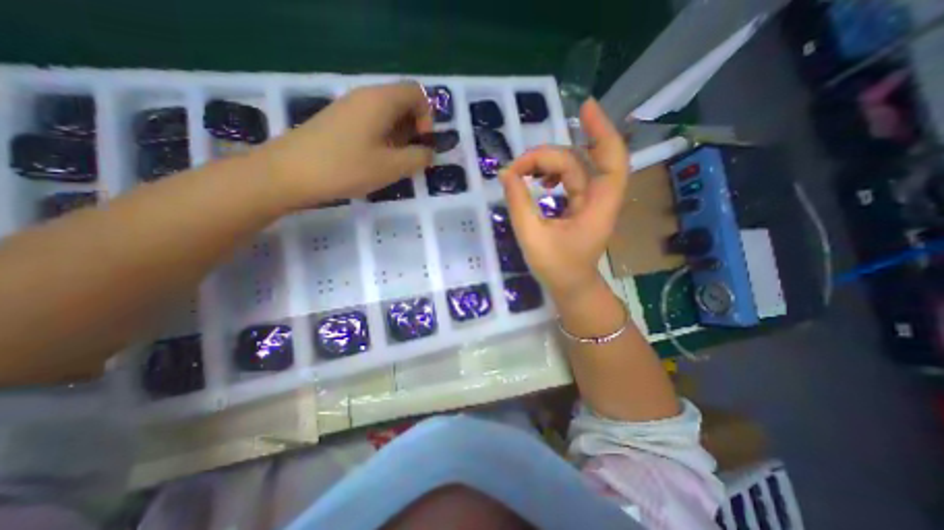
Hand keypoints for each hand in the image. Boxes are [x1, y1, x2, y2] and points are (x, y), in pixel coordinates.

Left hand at [257, 82, 434, 207]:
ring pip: (386, 115)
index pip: (417, 93)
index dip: (427, 118)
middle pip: (402, 103)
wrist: (289, 173)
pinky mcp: (339, 122)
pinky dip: (382, 140)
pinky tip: (375, 161)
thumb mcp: (392, 167)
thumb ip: (418, 158)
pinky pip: (371, 124)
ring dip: (399, 138)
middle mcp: (365, 97)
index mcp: (381, 100)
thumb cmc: (346, 167)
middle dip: (414, 130)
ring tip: (394, 164)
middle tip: (411, 158)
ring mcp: (349, 108)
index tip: (422, 144)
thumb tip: (429, 153)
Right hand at [498, 98, 629, 296]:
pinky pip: (570, 178)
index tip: (582, 108)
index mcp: (597, 207)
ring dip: (548, 163)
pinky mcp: (581, 205)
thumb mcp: (531, 236)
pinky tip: (539, 181)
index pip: (611, 160)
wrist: (570, 287)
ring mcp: (591, 201)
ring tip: (524, 173)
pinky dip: (553, 173)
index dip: (601, 131)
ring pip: (574, 167)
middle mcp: (599, 199)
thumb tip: (506, 173)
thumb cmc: (555, 268)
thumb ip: (518, 203)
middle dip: (547, 156)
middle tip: (517, 167)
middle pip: (579, 160)